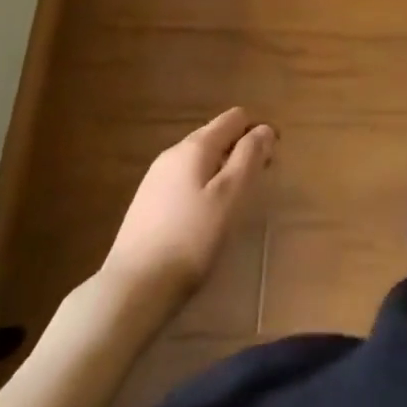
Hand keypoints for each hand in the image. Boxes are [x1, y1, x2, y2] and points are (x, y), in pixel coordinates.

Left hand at [100, 109, 276, 308]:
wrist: (133, 287)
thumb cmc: (191, 238)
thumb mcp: (230, 196)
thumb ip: (249, 157)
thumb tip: (264, 128)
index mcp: (195, 146)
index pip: (234, 118)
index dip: (258, 131)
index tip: (273, 158)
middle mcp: (173, 153)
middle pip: (216, 135)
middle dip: (241, 149)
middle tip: (259, 180)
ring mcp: (156, 178)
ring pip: (200, 159)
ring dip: (223, 168)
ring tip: (235, 200)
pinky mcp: (147, 203)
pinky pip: (185, 179)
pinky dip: (204, 185)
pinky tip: (206, 214)